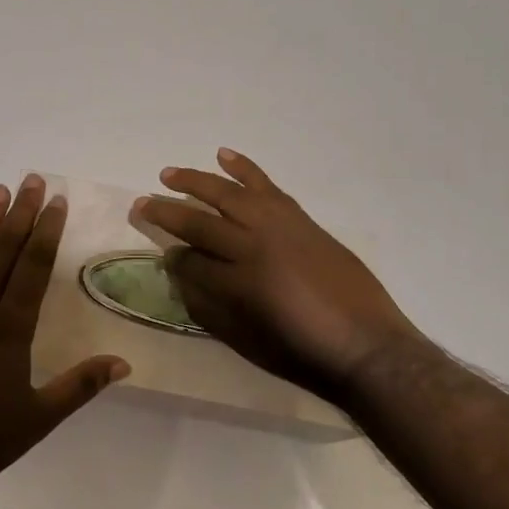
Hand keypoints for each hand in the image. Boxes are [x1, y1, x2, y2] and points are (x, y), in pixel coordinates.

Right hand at [136, 149, 427, 406]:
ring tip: (169, 173)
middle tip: (142, 203)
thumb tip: (179, 274)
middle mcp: (253, 245)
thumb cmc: (301, 353)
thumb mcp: (244, 340)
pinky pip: (266, 186)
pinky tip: (224, 156)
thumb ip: (206, 306)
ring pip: (228, 194)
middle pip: (199, 221)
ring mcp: (278, 226)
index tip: (163, 254)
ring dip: (196, 181)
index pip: (189, 258)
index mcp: (236, 282)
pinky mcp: (299, 218)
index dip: (172, 256)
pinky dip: (244, 168)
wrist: (366, 346)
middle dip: (166, 212)